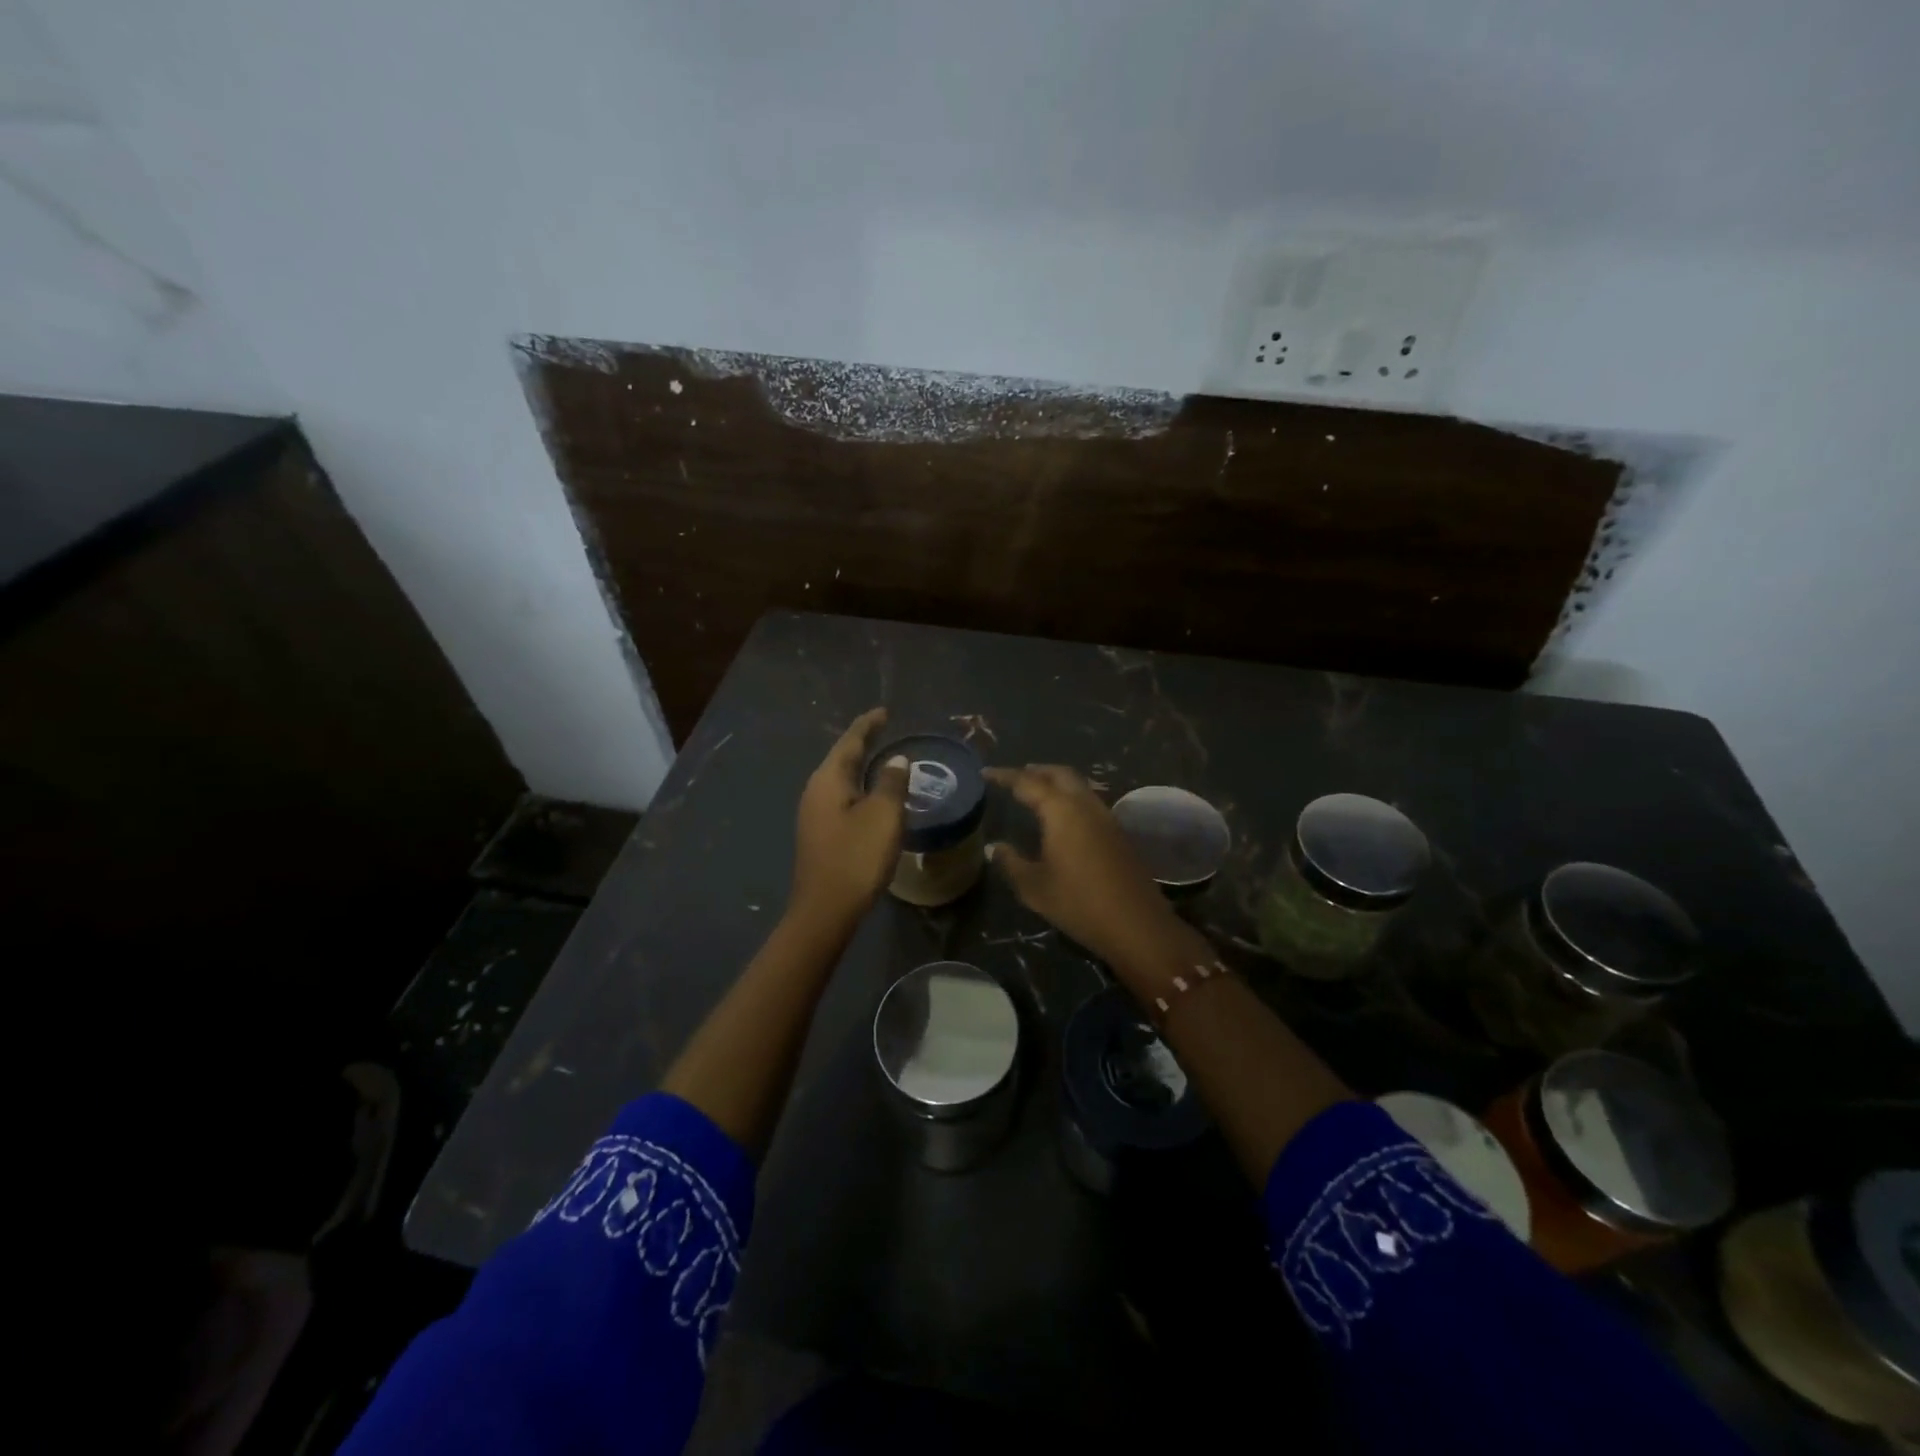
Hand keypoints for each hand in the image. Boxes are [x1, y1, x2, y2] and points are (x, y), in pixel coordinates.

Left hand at [790, 708, 909, 929]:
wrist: (826, 910)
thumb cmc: (856, 857)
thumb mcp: (883, 816)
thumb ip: (891, 783)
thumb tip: (896, 760)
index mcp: (828, 780)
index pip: (850, 742)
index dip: (868, 725)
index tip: (885, 712)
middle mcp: (816, 791)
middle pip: (842, 758)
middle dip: (864, 744)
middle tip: (887, 731)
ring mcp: (814, 814)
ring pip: (841, 780)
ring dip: (862, 768)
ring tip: (884, 760)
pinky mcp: (820, 834)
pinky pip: (842, 799)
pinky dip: (860, 789)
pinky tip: (873, 797)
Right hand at [985, 764, 1183, 967]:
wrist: (1137, 925)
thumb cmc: (1079, 903)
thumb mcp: (1034, 887)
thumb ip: (1011, 862)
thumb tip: (994, 847)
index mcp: (1061, 811)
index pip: (1027, 782)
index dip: (1005, 775)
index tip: (986, 773)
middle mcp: (1085, 805)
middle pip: (1059, 774)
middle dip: (1036, 771)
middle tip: (1015, 776)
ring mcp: (1106, 817)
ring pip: (1079, 786)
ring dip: (1056, 782)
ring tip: (1037, 791)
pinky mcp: (1118, 833)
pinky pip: (1089, 802)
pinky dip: (1071, 798)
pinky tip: (1063, 817)